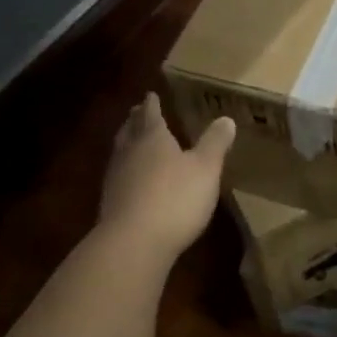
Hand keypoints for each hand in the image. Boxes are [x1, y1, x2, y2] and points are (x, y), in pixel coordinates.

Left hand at [97, 93, 234, 259]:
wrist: (133, 242)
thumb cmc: (174, 197)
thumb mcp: (206, 168)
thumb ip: (215, 143)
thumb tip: (226, 118)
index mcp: (153, 137)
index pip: (151, 113)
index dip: (152, 104)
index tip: (150, 94)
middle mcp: (130, 152)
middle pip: (130, 130)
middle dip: (135, 120)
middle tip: (137, 112)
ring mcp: (116, 178)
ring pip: (120, 152)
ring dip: (126, 143)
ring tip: (131, 139)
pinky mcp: (110, 203)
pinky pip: (118, 176)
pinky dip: (125, 170)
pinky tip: (130, 179)